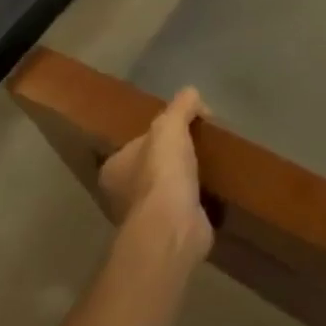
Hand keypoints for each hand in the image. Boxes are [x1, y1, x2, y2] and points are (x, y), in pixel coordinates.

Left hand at [98, 88, 213, 262]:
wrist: (173, 226)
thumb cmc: (162, 172)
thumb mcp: (170, 125)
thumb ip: (180, 106)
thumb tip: (191, 93)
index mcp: (113, 169)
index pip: (133, 146)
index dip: (155, 136)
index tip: (180, 129)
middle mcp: (122, 196)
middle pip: (149, 168)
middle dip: (171, 159)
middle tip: (198, 145)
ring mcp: (145, 217)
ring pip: (166, 190)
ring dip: (184, 182)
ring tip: (210, 165)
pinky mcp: (168, 232)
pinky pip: (183, 209)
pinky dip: (196, 201)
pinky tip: (213, 191)